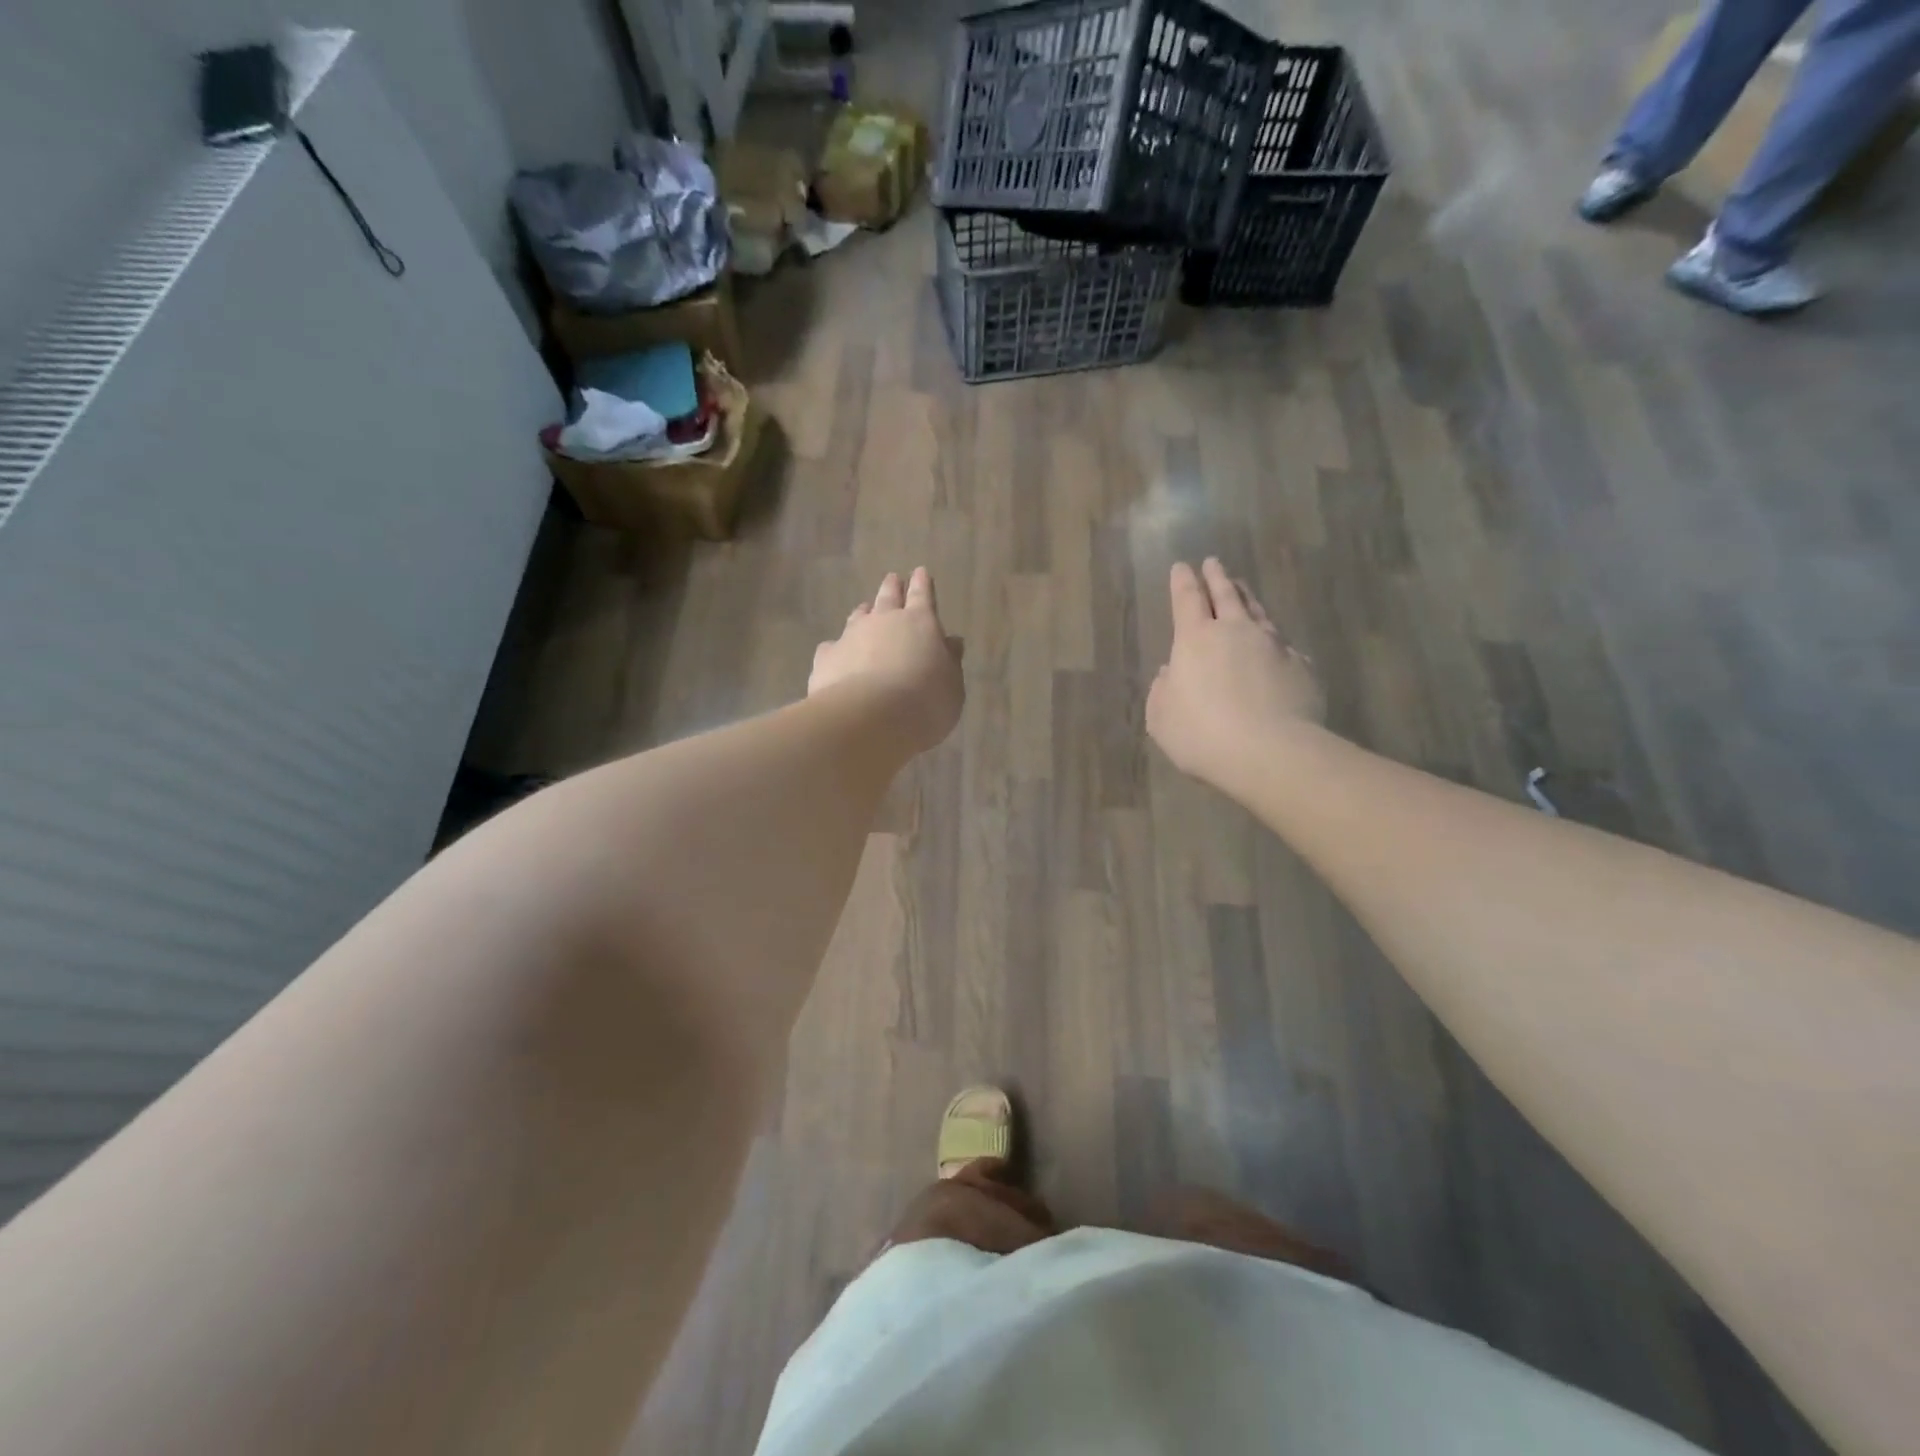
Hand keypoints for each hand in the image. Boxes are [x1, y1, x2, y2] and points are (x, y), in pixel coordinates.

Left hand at [810, 568, 963, 755]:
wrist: (869, 718)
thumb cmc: (924, 702)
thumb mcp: (952, 686)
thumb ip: (950, 662)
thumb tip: (951, 642)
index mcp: (920, 623)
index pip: (923, 595)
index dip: (923, 584)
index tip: (921, 572)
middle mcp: (884, 621)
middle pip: (888, 597)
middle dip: (892, 587)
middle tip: (893, 579)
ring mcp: (851, 636)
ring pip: (858, 616)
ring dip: (863, 612)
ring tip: (864, 609)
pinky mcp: (826, 658)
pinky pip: (832, 646)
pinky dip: (837, 647)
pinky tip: (836, 653)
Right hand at [1146, 559, 1322, 790]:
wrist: (1271, 752)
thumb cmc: (1201, 735)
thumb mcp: (1162, 719)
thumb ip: (1163, 692)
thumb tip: (1172, 673)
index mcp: (1195, 639)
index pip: (1186, 599)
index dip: (1182, 582)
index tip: (1181, 566)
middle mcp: (1236, 632)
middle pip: (1226, 595)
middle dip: (1217, 577)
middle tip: (1213, 562)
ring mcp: (1274, 646)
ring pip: (1259, 612)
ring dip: (1248, 598)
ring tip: (1243, 588)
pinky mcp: (1302, 667)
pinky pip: (1284, 645)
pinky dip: (1274, 639)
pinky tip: (1276, 644)